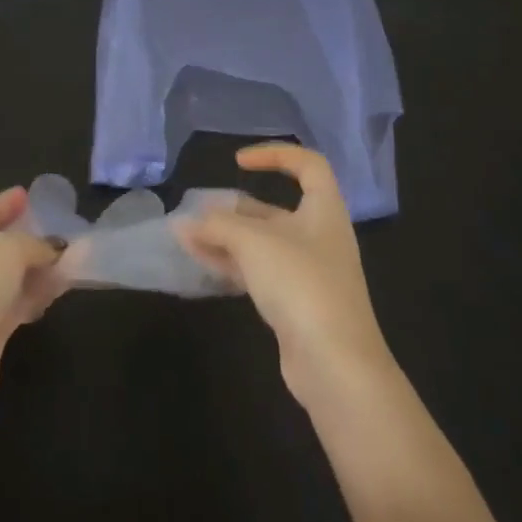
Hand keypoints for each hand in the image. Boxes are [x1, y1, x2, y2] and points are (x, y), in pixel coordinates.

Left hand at [0, 187, 63, 408]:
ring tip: (72, 259)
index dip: (6, 202)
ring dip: (38, 269)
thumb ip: (34, 244)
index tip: (27, 193)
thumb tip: (52, 250)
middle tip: (60, 230)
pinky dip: (35, 295)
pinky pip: (15, 304)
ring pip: (9, 277)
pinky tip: (60, 289)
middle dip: (28, 239)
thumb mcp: (8, 249)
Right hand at [178, 143, 395, 407]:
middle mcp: (319, 237)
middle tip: (200, 210)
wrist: (336, 366)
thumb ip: (217, 226)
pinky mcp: (295, 305)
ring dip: (226, 238)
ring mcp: (308, 273)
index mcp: (324, 211)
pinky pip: (259, 273)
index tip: (239, 162)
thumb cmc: (302, 284)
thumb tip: (185, 223)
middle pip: (276, 209)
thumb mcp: (254, 242)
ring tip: (187, 237)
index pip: (308, 165)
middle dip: (235, 208)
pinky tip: (200, 263)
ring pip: (262, 244)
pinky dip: (231, 264)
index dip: (275, 154)